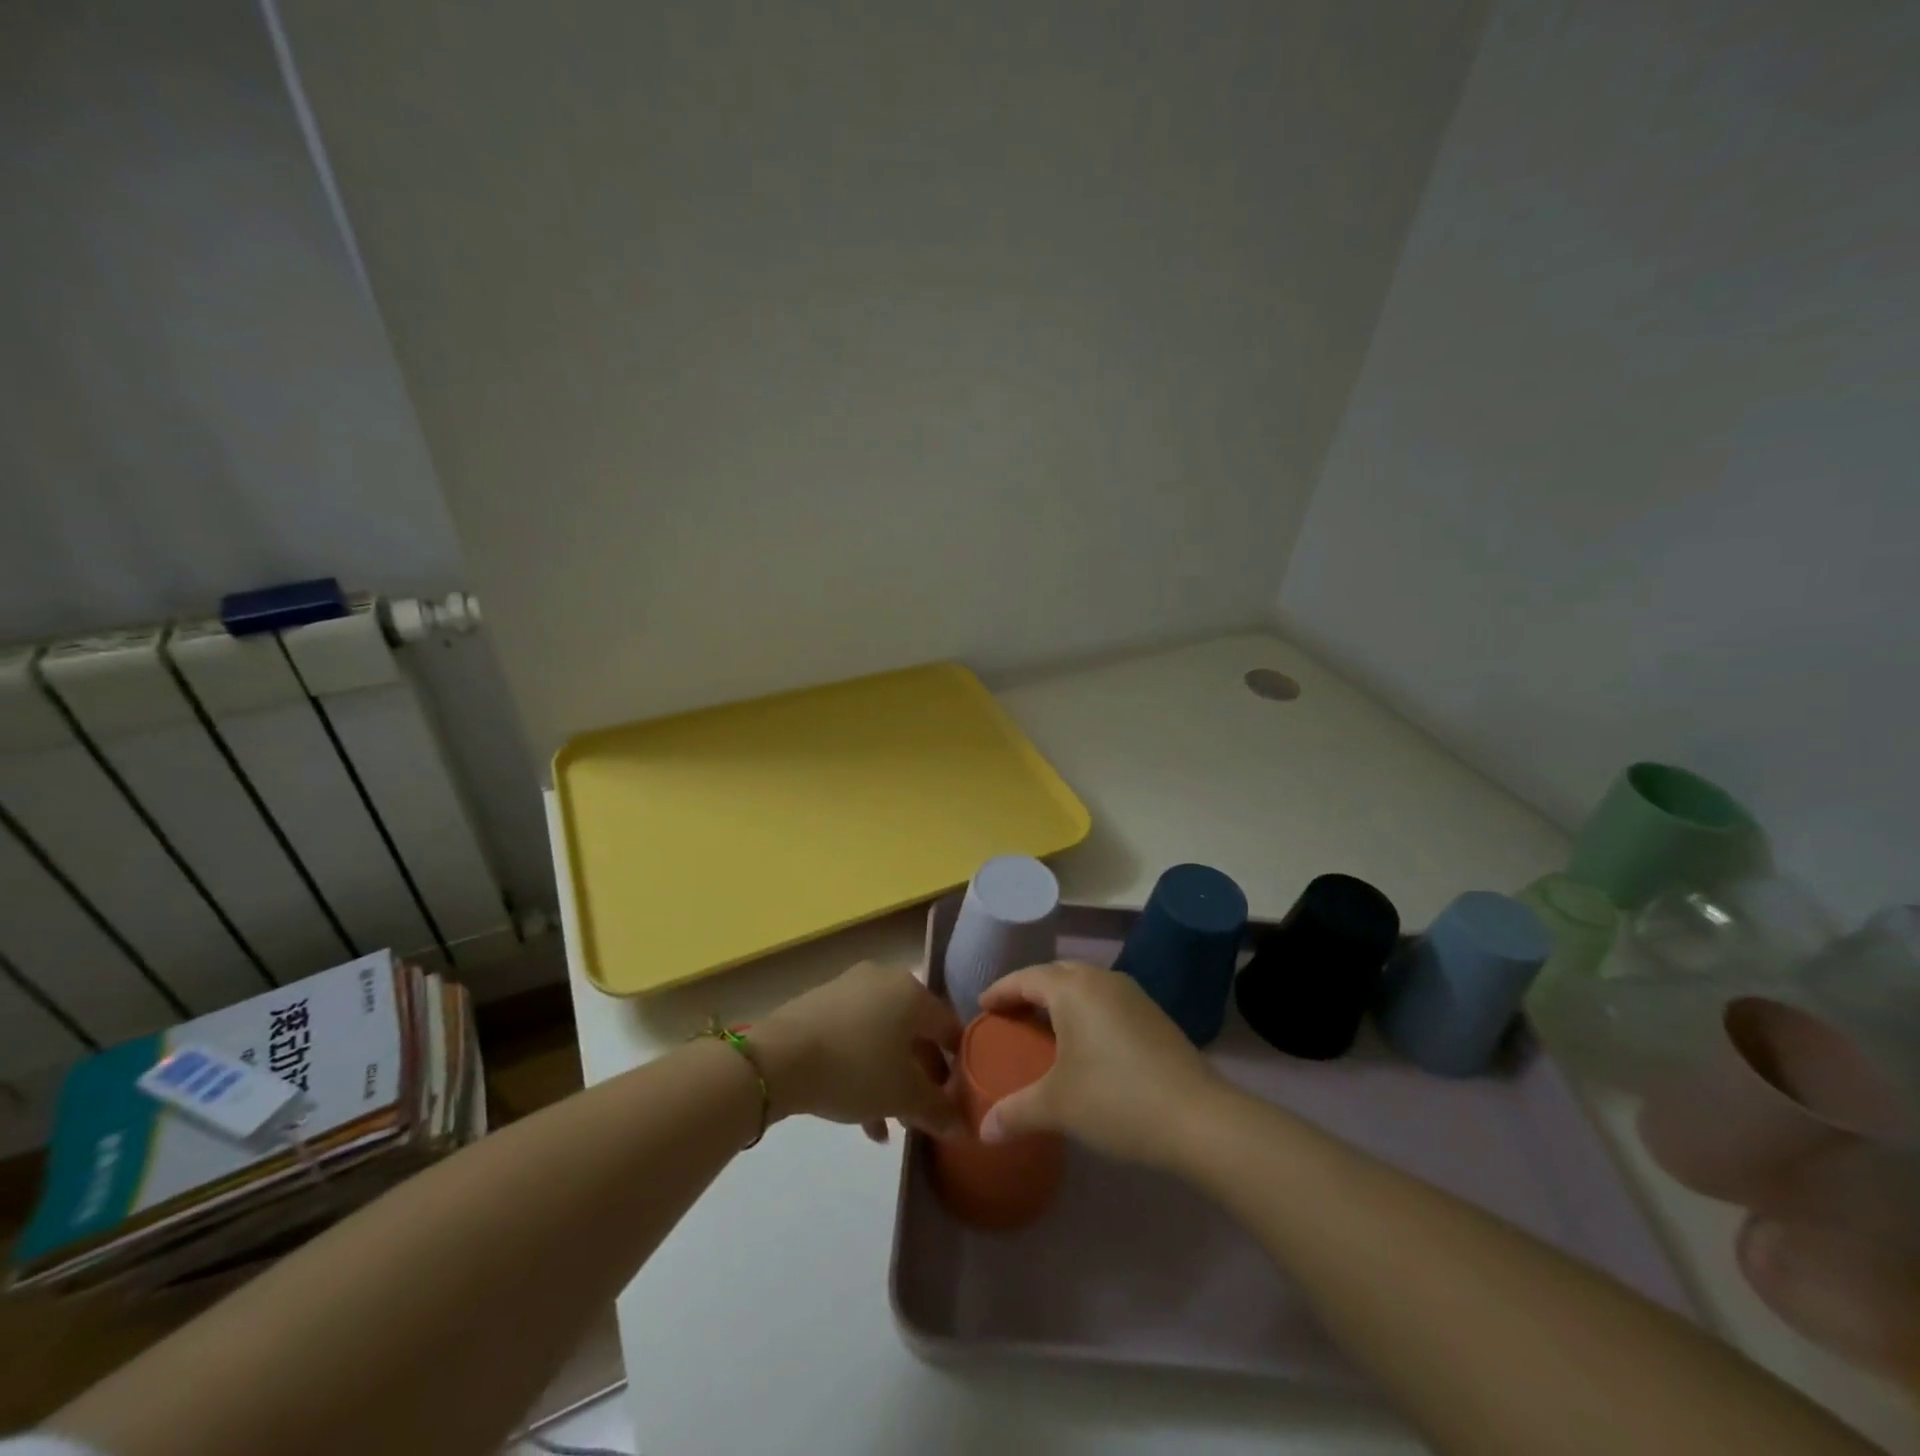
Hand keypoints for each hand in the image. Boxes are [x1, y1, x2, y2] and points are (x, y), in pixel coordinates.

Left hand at [753, 962, 963, 1140]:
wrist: (778, 1058)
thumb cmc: (854, 1067)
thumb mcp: (902, 1096)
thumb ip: (937, 1110)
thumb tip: (962, 1126)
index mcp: (912, 991)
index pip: (949, 1027)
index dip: (959, 1064)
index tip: (959, 1097)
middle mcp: (884, 979)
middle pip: (914, 1032)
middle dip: (921, 1076)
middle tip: (923, 1113)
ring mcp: (849, 988)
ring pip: (883, 1038)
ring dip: (891, 1079)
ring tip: (891, 1124)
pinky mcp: (819, 1004)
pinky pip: (854, 1037)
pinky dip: (863, 1069)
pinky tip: (861, 1115)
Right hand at [977, 962, 1226, 1169]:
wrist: (1198, 1118)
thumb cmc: (1116, 1099)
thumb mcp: (1057, 1106)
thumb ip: (1015, 1113)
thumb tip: (982, 1131)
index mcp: (1073, 989)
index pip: (1026, 978)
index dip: (1001, 990)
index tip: (982, 1006)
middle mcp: (1102, 980)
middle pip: (1056, 973)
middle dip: (1030, 990)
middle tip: (1010, 1015)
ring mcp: (1133, 995)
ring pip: (1085, 984)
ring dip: (1061, 999)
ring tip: (1044, 1027)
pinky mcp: (1154, 1015)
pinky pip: (1106, 1000)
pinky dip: (1086, 1011)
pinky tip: (1085, 1043)